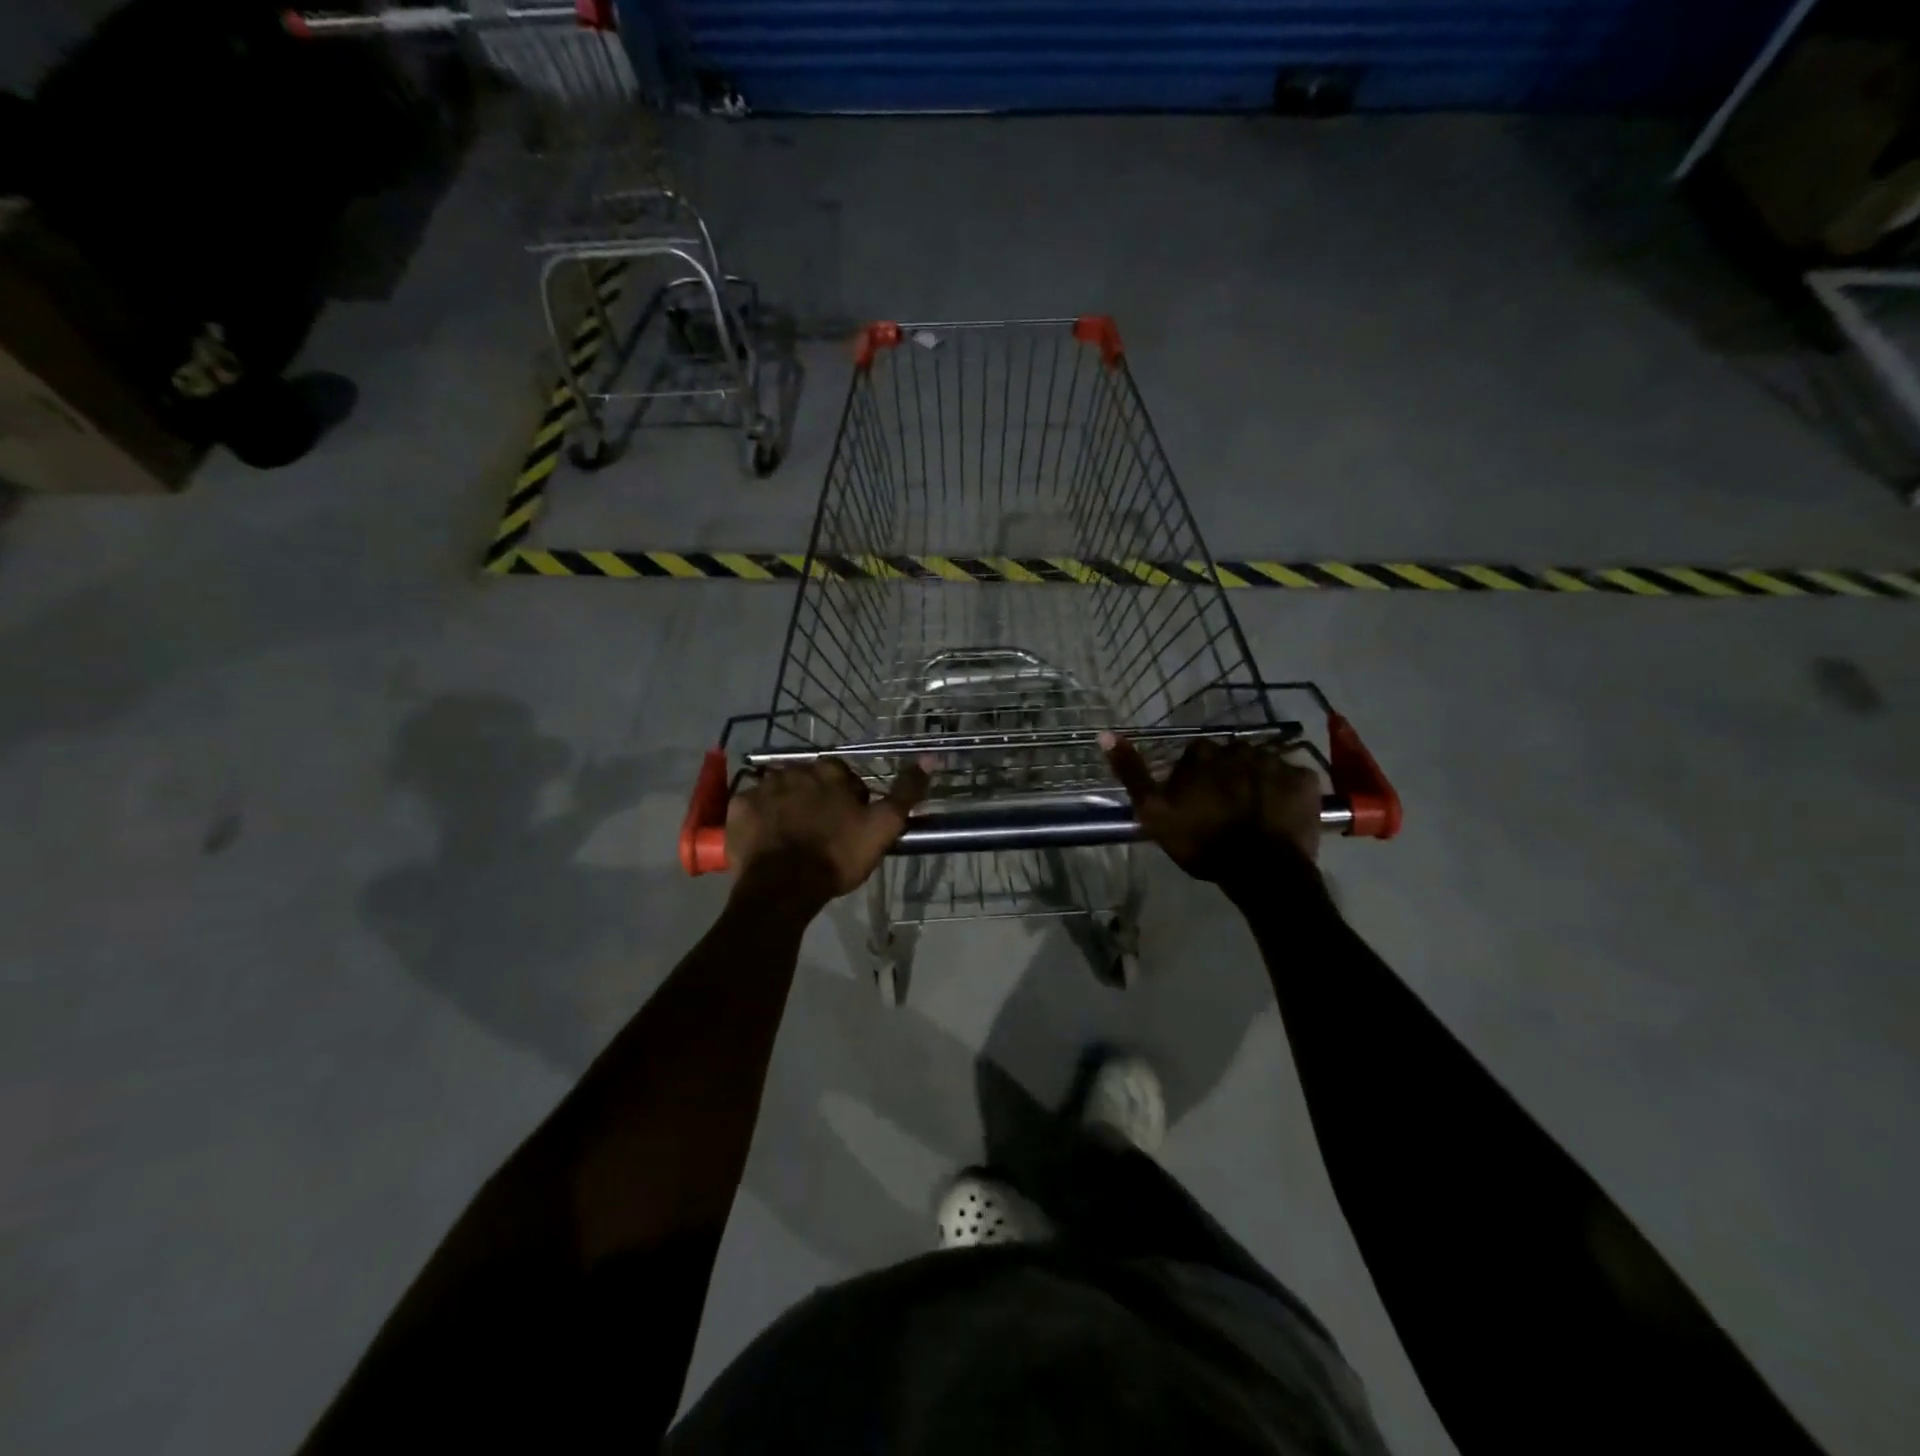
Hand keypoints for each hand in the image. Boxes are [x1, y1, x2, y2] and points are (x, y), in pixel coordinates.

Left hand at [726, 757, 930, 896]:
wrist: (784, 887)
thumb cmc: (837, 856)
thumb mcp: (883, 826)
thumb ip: (906, 792)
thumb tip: (930, 757)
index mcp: (829, 771)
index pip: (843, 774)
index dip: (849, 797)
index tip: (850, 822)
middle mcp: (794, 769)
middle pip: (809, 780)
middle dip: (815, 798)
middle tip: (821, 831)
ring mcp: (762, 787)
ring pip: (780, 790)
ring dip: (787, 805)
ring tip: (792, 836)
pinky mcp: (738, 808)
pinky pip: (751, 806)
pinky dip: (759, 817)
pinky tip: (767, 838)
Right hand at [1102, 733, 1322, 879]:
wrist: (1261, 871)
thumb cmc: (1202, 842)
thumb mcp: (1153, 812)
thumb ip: (1131, 773)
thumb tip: (1105, 734)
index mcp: (1203, 754)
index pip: (1195, 755)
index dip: (1194, 778)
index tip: (1195, 802)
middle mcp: (1239, 747)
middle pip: (1230, 757)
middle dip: (1227, 775)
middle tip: (1226, 808)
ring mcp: (1276, 761)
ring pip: (1262, 765)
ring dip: (1256, 781)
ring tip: (1254, 813)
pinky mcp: (1305, 780)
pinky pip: (1293, 778)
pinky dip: (1287, 791)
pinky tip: (1281, 813)